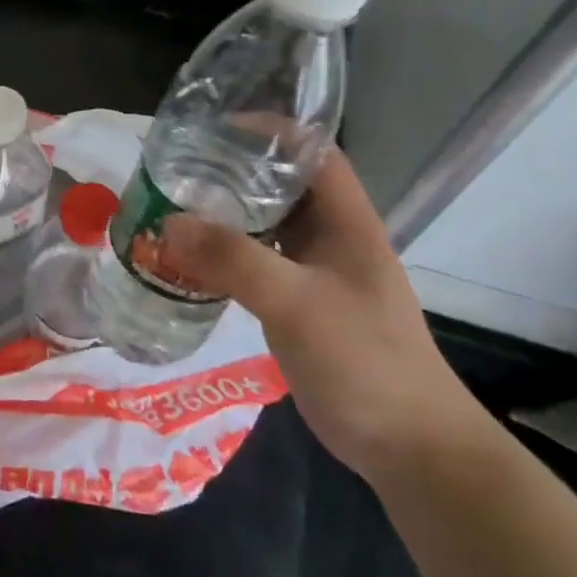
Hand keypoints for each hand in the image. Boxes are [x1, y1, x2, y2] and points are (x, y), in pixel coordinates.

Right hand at [158, 150, 486, 480]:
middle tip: (178, 168)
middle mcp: (332, 240)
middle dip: (232, 171)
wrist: (408, 447)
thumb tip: (168, 223)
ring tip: (172, 206)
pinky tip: (188, 260)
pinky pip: (254, 264)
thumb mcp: (298, 303)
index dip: (271, 133)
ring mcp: (316, 275)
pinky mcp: (298, 306)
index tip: (216, 129)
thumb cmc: (365, 361)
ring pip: (264, 227)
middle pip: (281, 187)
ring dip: (223, 215)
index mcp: (347, 224)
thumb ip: (234, 260)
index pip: (313, 155)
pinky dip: (222, 255)